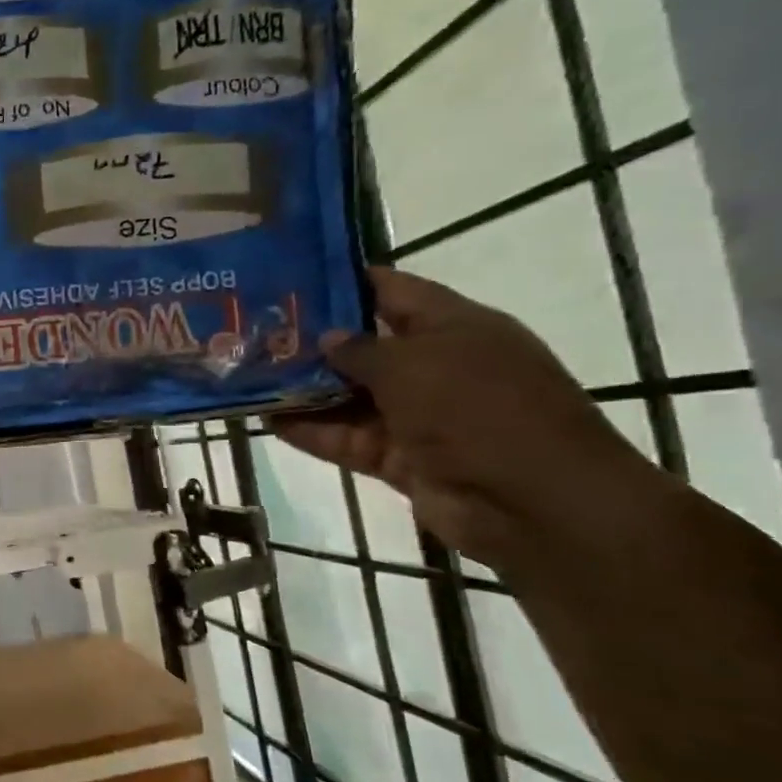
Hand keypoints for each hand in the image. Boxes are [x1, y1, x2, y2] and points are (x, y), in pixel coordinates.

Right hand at [276, 268, 658, 566]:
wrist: (533, 503)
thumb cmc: (479, 409)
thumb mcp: (414, 364)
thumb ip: (361, 349)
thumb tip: (326, 338)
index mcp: (454, 327)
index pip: (393, 291)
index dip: (345, 282)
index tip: (291, 277)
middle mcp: (435, 367)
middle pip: (364, 346)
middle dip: (312, 339)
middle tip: (253, 331)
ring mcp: (417, 416)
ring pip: (349, 396)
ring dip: (303, 389)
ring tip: (248, 375)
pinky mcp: (400, 458)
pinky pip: (347, 439)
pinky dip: (310, 431)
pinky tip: (265, 420)